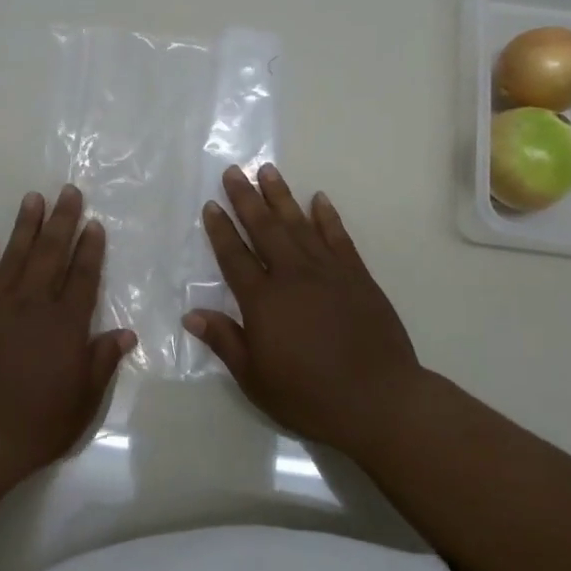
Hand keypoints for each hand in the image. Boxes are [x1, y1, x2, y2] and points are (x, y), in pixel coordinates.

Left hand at [0, 185, 135, 483]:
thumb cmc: (35, 426)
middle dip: (62, 221)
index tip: (94, 223)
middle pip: (50, 255)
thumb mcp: (82, 401)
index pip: (82, 277)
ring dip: (25, 227)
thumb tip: (125, 333)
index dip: (90, 249)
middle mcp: (32, 306)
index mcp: (64, 325)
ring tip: (33, 198)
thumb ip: (102, 362)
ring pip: (14, 257)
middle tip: (68, 192)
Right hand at [186, 164, 421, 457]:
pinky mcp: (357, 276)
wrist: (378, 399)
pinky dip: (327, 216)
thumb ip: (224, 341)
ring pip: (299, 224)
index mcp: (263, 301)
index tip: (211, 205)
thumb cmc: (309, 395)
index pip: (234, 257)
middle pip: (264, 229)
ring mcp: (328, 272)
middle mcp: (292, 275)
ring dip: (281, 196)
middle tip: (233, 171)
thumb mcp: (255, 378)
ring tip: (268, 170)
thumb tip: (191, 314)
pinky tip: (319, 199)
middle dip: (246, 198)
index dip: (220, 230)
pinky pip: (338, 237)